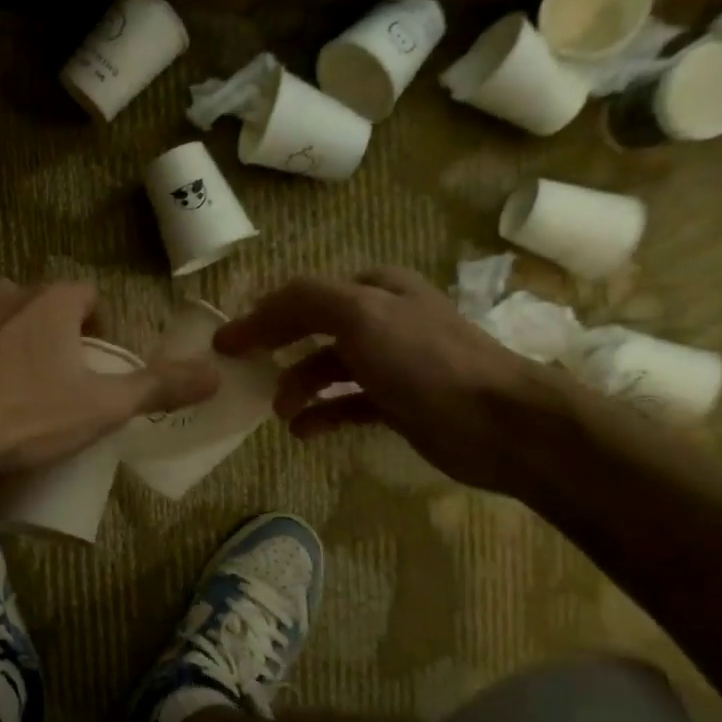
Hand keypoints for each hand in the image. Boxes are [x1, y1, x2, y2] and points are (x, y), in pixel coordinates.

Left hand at [0, 279, 219, 476]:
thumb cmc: (24, 413)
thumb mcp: (100, 407)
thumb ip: (158, 389)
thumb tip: (216, 375)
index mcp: (50, 301)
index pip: (86, 296)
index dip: (97, 327)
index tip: (95, 365)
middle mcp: (3, 291)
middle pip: (39, 308)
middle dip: (50, 339)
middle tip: (52, 388)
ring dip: (6, 347)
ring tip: (6, 399)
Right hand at [215, 267, 553, 491]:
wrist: (494, 421)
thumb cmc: (423, 360)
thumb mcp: (360, 314)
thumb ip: (303, 302)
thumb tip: (253, 314)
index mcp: (375, 289)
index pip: (304, 294)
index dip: (263, 314)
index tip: (226, 342)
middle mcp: (382, 320)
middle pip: (312, 330)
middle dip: (276, 351)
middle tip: (242, 375)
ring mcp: (390, 364)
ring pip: (327, 370)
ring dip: (297, 388)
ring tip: (279, 411)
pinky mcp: (396, 404)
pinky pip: (345, 405)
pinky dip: (321, 415)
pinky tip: (303, 431)